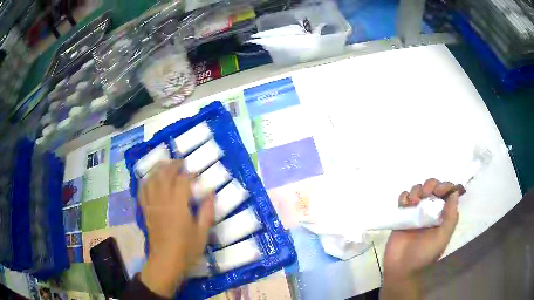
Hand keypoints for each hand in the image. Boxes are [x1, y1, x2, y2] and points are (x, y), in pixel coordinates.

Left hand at [139, 161, 213, 296]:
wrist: (166, 261)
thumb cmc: (186, 249)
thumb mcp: (202, 233)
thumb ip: (207, 212)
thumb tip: (211, 194)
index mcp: (177, 206)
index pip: (182, 181)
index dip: (189, 174)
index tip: (196, 174)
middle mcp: (162, 201)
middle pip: (164, 174)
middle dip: (173, 165)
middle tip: (182, 164)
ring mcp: (151, 204)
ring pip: (151, 179)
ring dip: (159, 169)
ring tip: (166, 166)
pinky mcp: (145, 210)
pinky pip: (142, 190)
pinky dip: (146, 181)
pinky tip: (151, 179)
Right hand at [381, 179, 460, 299]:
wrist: (402, 268)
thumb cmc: (425, 254)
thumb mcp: (442, 237)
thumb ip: (450, 216)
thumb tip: (455, 192)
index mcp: (443, 214)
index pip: (447, 192)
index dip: (444, 186)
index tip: (438, 192)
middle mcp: (431, 210)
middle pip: (432, 186)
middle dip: (429, 185)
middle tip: (424, 195)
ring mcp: (416, 212)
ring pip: (418, 189)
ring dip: (416, 190)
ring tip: (413, 203)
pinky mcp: (403, 215)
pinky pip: (403, 198)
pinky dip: (404, 196)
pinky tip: (404, 205)